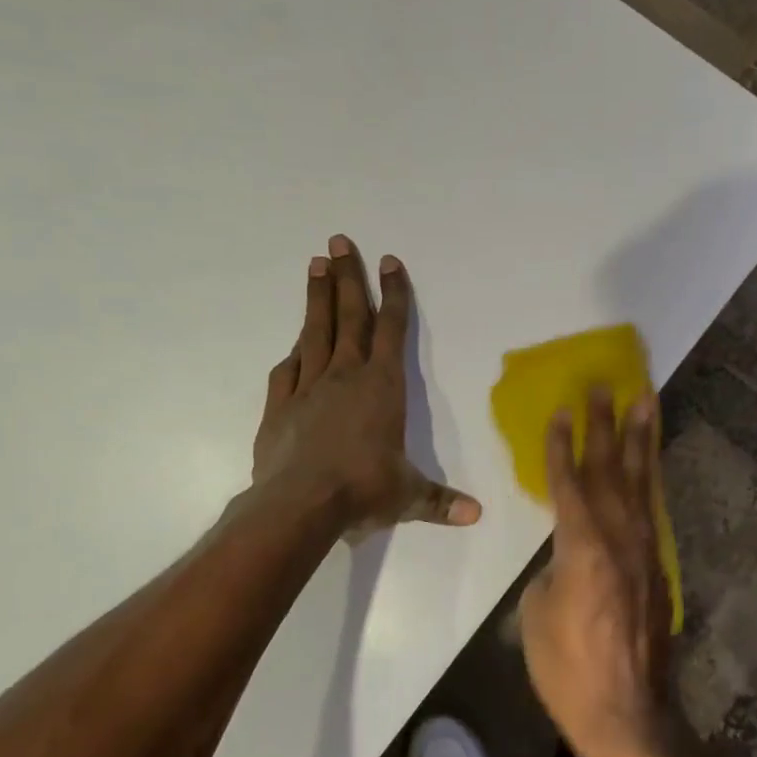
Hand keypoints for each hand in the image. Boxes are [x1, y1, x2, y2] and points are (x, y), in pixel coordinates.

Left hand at [253, 235, 480, 533]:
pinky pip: (287, 371)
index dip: (393, 294)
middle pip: (349, 317)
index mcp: (382, 387)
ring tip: (314, 264)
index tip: (390, 261)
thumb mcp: (408, 496)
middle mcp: (345, 377)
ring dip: (317, 298)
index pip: (392, 329)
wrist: (299, 505)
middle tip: (338, 241)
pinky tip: (294, 344)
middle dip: (346, 278)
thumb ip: (440, 502)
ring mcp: (307, 388)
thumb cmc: (363, 490)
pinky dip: (293, 354)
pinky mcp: (279, 407)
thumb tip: (477, 515)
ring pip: (314, 333)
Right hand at [519, 389, 684, 756]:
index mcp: (582, 546)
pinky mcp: (659, 569)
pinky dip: (651, 480)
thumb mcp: (536, 615)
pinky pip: (653, 511)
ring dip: (642, 439)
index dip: (563, 444)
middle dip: (606, 424)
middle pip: (611, 469)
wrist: (627, 715)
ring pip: (642, 483)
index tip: (562, 409)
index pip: (569, 482)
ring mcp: (646, 552)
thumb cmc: (568, 669)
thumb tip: (565, 557)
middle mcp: (619, 538)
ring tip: (645, 401)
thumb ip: (551, 570)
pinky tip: (650, 464)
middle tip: (606, 384)